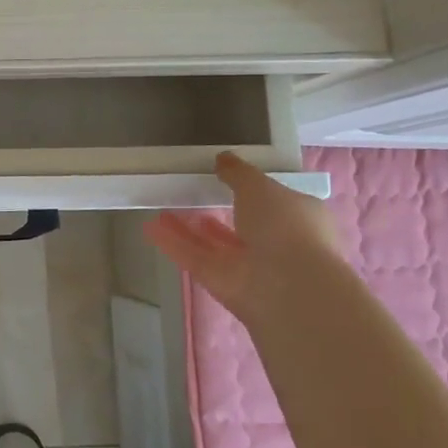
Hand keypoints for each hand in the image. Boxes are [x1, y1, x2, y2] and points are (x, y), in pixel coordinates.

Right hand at [145, 152, 344, 320]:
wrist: (290, 288)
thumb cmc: (285, 226)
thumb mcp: (260, 185)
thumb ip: (238, 172)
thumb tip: (223, 158)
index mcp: (298, 219)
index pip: (275, 204)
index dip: (253, 192)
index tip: (228, 179)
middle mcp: (275, 245)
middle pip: (242, 227)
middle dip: (219, 214)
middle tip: (194, 195)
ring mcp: (248, 268)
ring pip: (214, 245)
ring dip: (190, 229)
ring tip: (164, 209)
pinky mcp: (222, 284)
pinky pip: (195, 258)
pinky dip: (173, 243)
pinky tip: (150, 227)